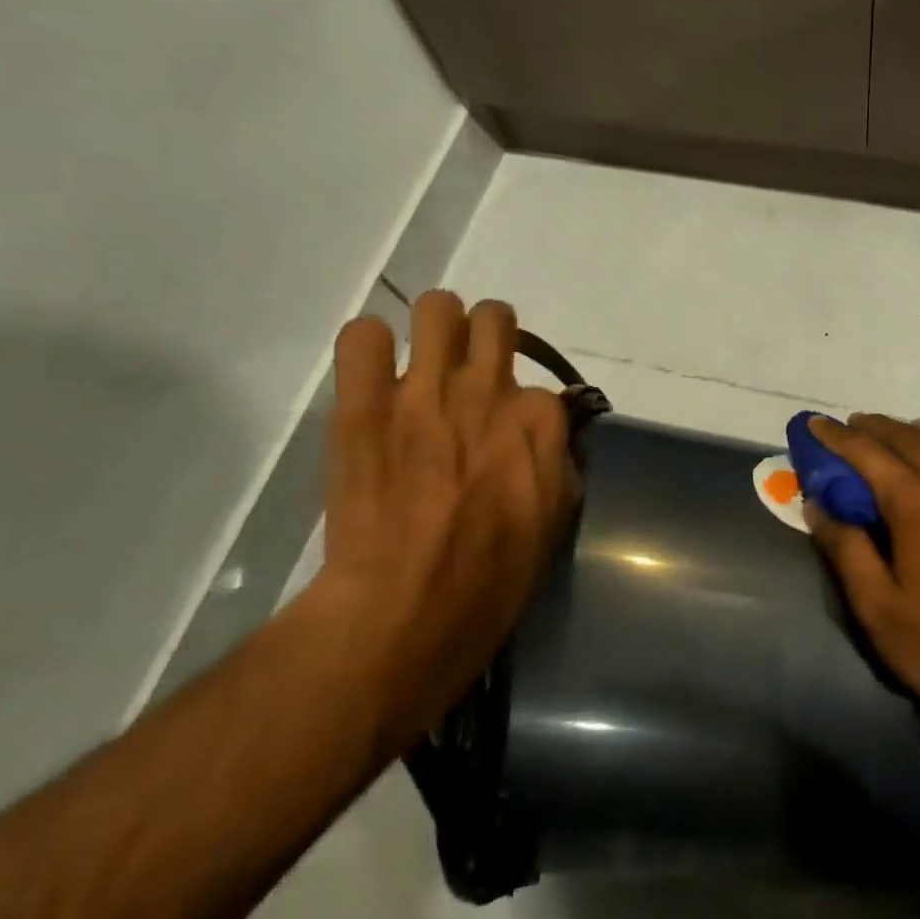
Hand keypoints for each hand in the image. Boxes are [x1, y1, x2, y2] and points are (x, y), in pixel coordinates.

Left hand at [312, 292, 576, 752]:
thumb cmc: (491, 578)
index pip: (540, 384)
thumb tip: (546, 439)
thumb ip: (556, 462)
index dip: (522, 409)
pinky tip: (372, 377)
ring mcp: (424, 390)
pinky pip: (363, 336)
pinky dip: (369, 349)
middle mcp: (488, 390)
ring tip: (422, 365)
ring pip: (436, 307)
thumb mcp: (555, 519)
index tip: (507, 435)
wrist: (405, 610)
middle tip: (469, 372)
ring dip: (434, 329)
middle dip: (486, 337)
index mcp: (539, 420)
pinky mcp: (364, 403)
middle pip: (494, 317)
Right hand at [805, 415, 919, 730]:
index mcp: (917, 505)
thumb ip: (846, 550)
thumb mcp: (878, 609)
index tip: (816, 423)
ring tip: (907, 431)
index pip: (868, 454)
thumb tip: (818, 506)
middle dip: (878, 427)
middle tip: (855, 424)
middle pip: (912, 440)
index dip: (838, 436)